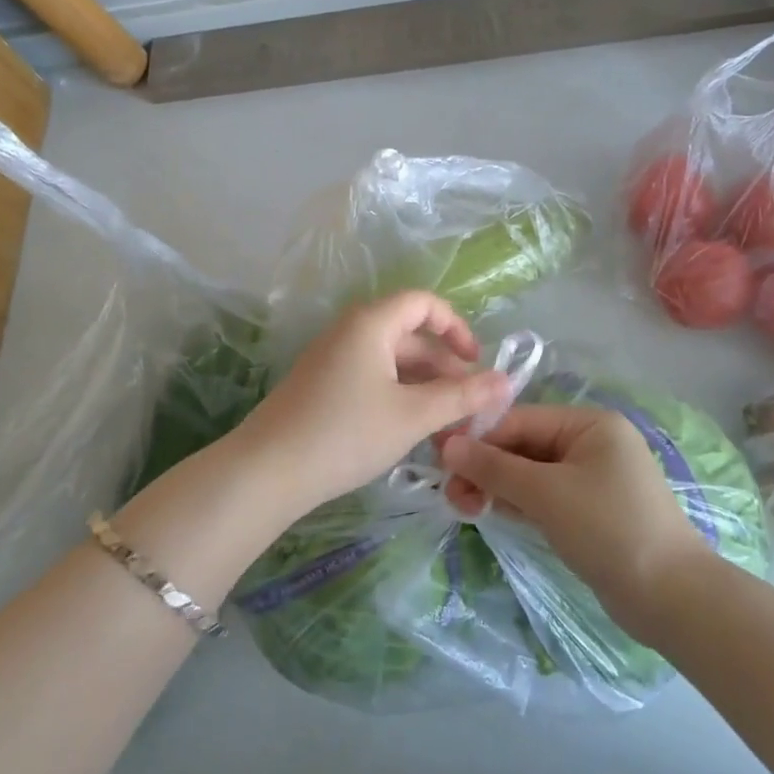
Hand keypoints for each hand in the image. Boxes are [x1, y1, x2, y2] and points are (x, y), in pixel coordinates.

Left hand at [234, 291, 510, 517]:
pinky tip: (409, 432)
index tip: (476, 363)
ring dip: (422, 388)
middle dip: (443, 368)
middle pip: (409, 336)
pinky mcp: (321, 385)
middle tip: (468, 409)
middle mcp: (350, 331)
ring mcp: (331, 358)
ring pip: (390, 362)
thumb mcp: (412, 415)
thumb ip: (461, 396)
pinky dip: (397, 396)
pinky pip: (370, 378)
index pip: (423, 303)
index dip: (456, 327)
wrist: (268, 470)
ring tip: (445, 428)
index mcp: (371, 323)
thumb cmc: (346, 433)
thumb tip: (505, 381)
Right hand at [441, 405, 713, 640]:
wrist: (673, 600)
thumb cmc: (609, 529)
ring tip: (462, 506)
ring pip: (530, 473)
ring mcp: (591, 479)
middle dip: (485, 466)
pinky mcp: (589, 511)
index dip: (478, 437)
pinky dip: (516, 502)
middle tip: (450, 492)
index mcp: (589, 424)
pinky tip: (488, 512)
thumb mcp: (546, 493)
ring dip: (496, 486)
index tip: (438, 456)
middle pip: (523, 446)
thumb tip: (447, 445)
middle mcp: (591, 443)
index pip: (520, 420)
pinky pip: (543, 496)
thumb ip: (494, 467)